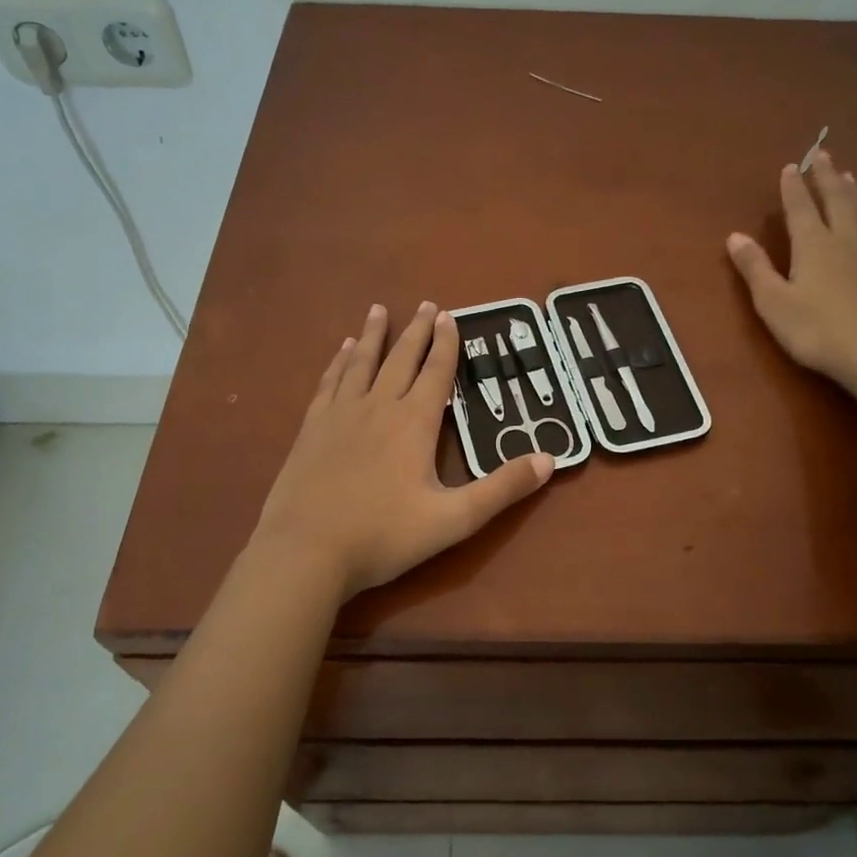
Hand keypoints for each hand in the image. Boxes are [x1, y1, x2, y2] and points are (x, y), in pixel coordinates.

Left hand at [253, 301, 553, 598]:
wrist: (305, 552)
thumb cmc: (383, 536)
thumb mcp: (454, 519)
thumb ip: (502, 489)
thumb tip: (550, 459)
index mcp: (414, 423)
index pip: (436, 373)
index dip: (446, 344)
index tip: (449, 316)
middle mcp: (378, 407)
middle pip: (400, 359)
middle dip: (416, 331)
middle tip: (425, 304)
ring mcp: (340, 415)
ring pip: (361, 363)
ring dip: (372, 335)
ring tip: (378, 310)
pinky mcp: (311, 429)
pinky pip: (329, 383)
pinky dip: (338, 362)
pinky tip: (341, 352)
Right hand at [727, 151, 856, 387]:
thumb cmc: (818, 329)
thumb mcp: (774, 303)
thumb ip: (755, 268)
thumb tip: (734, 236)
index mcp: (813, 244)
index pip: (801, 207)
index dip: (794, 187)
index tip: (791, 166)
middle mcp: (845, 239)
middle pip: (837, 200)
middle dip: (828, 177)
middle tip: (823, 154)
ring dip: (853, 192)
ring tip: (849, 176)